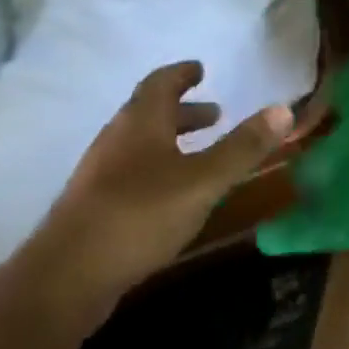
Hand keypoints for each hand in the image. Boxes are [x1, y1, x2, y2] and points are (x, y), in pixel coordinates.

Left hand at [22, 62, 292, 320]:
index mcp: (140, 123)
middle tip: (215, 113)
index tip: (200, 69)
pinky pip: (133, 171)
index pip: (160, 83)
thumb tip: (283, 109)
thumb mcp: (204, 180)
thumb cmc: (140, 216)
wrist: (65, 279)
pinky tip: (175, 193)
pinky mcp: (95, 206)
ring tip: (201, 151)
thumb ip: (243, 147)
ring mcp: (101, 174)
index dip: (182, 74)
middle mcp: (116, 140)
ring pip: (141, 144)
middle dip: (183, 111)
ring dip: (172, 140)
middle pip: (149, 113)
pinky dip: (159, 167)